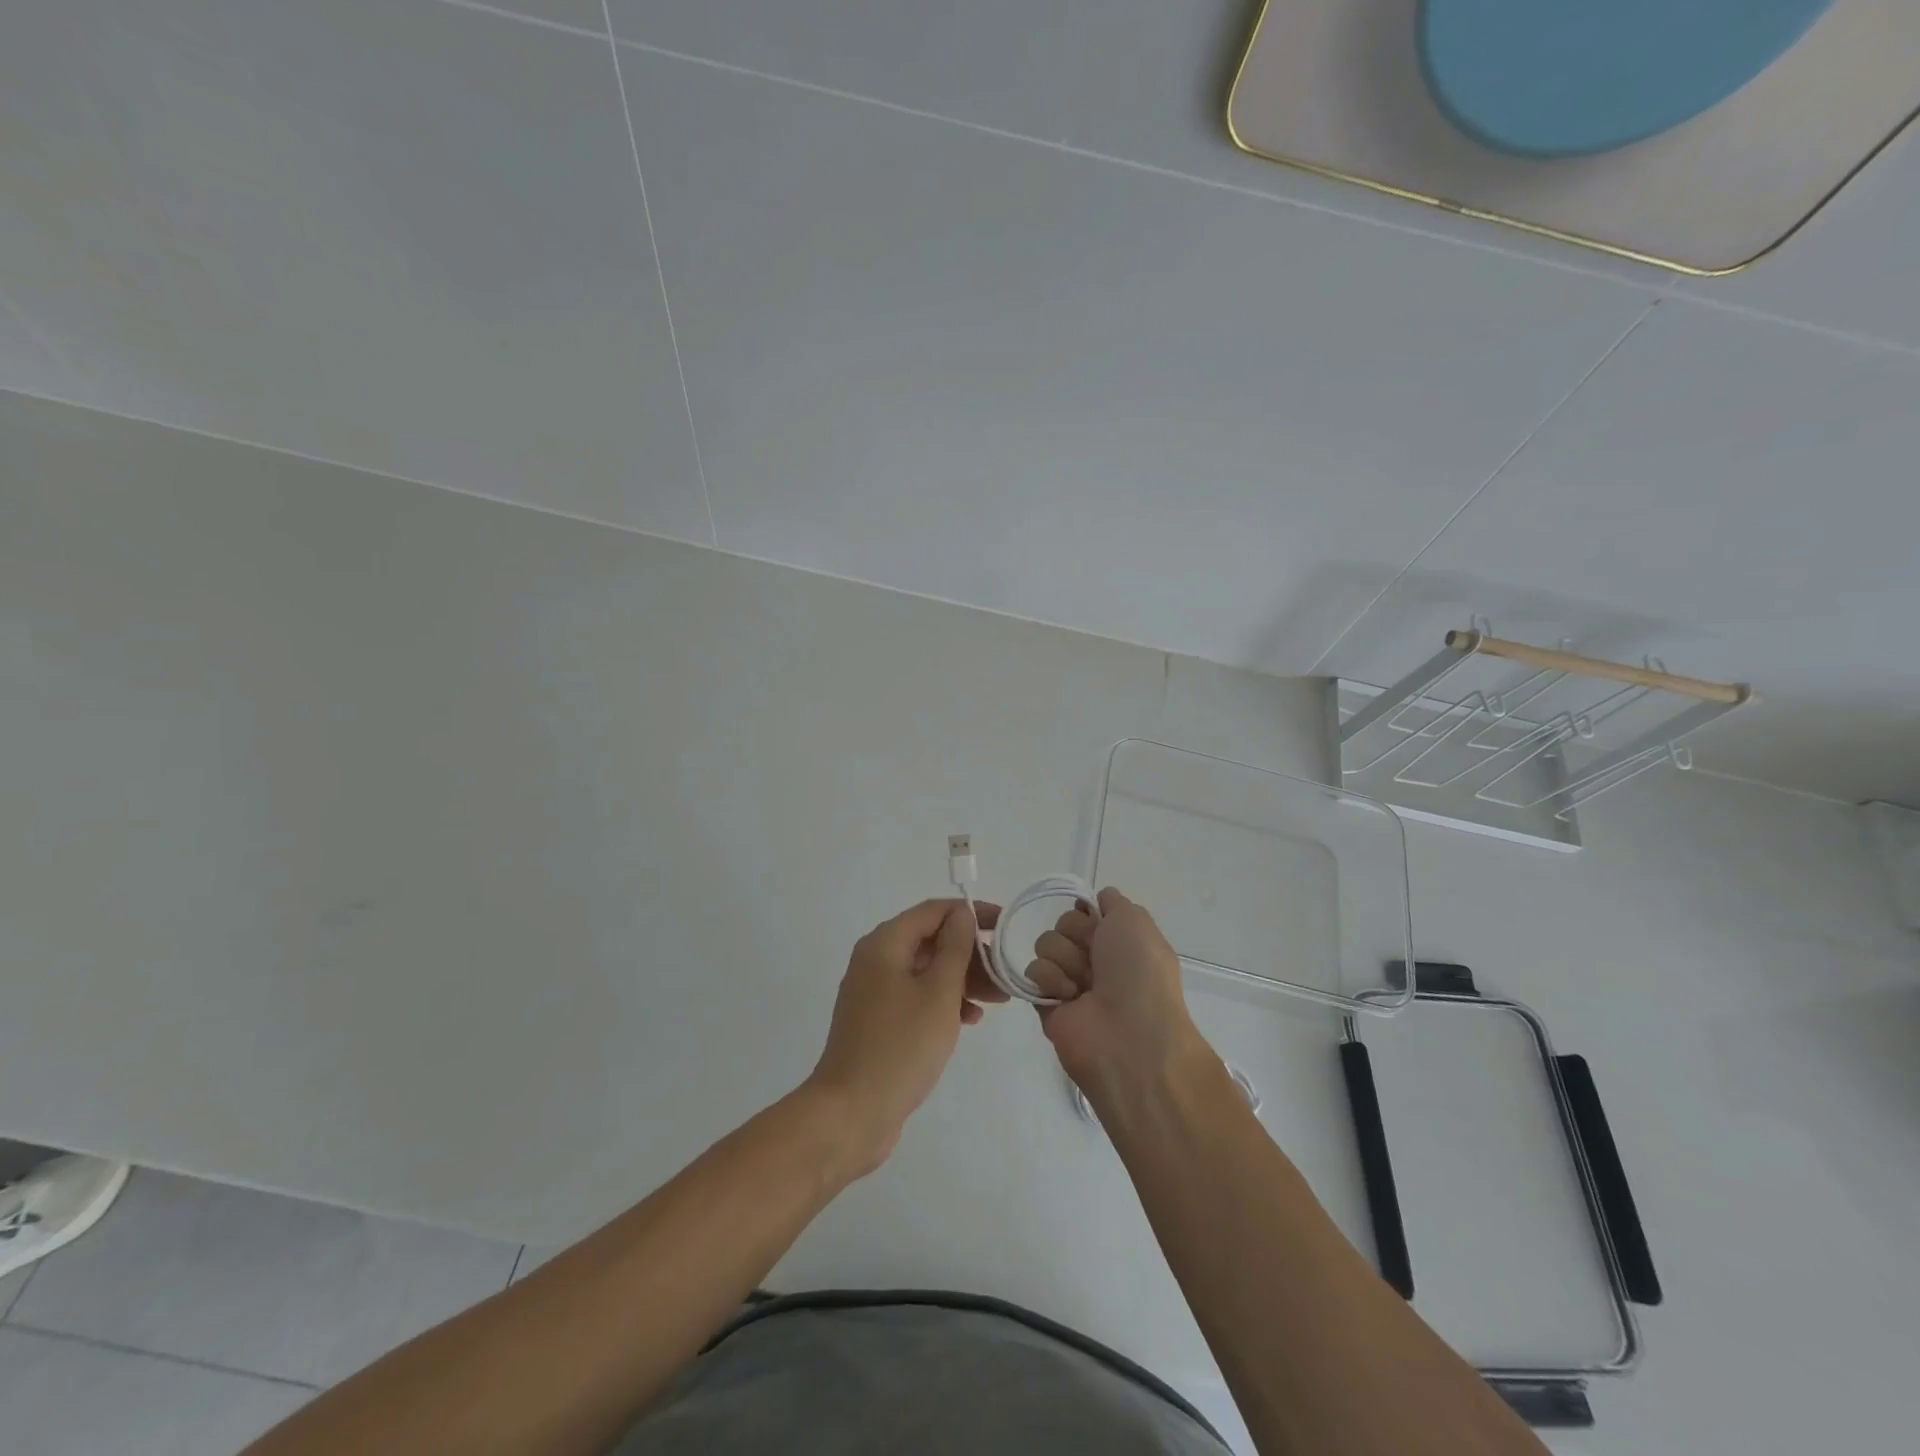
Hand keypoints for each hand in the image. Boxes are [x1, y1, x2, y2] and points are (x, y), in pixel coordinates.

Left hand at [805, 898, 1003, 1176]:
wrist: (851, 1113)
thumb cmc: (900, 1046)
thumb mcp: (938, 993)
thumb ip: (954, 948)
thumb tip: (961, 914)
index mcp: (885, 943)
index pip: (933, 911)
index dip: (970, 913)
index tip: (1004, 925)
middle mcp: (875, 959)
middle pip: (930, 940)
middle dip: (970, 952)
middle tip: (1005, 973)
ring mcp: (874, 991)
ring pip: (926, 970)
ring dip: (962, 979)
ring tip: (998, 999)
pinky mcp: (877, 1020)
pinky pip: (916, 995)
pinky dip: (943, 1000)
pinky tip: (970, 1019)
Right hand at [1025, 888, 1211, 1110]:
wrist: (1129, 1038)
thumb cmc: (1139, 975)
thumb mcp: (1136, 922)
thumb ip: (1113, 901)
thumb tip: (1094, 899)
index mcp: (1120, 941)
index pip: (1087, 910)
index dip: (1088, 912)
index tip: (1097, 921)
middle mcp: (1096, 960)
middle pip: (1064, 923)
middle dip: (1077, 935)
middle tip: (1094, 959)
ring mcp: (1070, 981)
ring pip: (1046, 943)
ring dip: (1065, 958)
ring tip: (1082, 986)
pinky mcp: (1046, 1002)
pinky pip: (1033, 972)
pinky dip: (1050, 980)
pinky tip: (1068, 998)